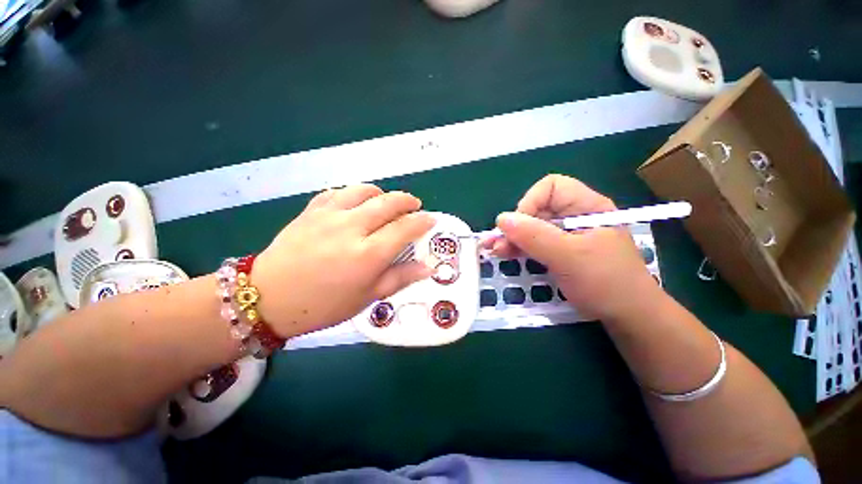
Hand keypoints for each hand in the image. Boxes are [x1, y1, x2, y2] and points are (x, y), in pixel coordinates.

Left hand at [252, 184, 434, 336]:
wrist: (269, 298)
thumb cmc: (324, 305)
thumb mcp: (368, 296)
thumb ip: (400, 277)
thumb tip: (428, 267)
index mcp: (368, 254)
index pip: (406, 228)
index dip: (422, 221)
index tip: (431, 220)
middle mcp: (352, 228)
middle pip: (389, 202)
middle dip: (407, 201)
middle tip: (414, 206)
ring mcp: (329, 215)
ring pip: (364, 190)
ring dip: (382, 194)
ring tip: (386, 203)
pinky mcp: (311, 210)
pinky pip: (338, 192)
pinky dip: (354, 194)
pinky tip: (356, 204)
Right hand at [486, 175, 662, 320]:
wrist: (628, 317)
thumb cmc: (606, 283)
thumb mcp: (569, 257)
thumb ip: (535, 236)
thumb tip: (501, 219)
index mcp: (586, 207)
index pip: (552, 187)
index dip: (531, 202)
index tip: (519, 227)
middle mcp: (575, 216)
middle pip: (537, 209)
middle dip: (515, 226)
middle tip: (496, 243)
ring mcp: (566, 235)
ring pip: (532, 227)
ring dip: (512, 238)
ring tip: (495, 250)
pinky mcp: (560, 251)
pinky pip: (535, 243)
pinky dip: (519, 247)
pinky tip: (505, 254)